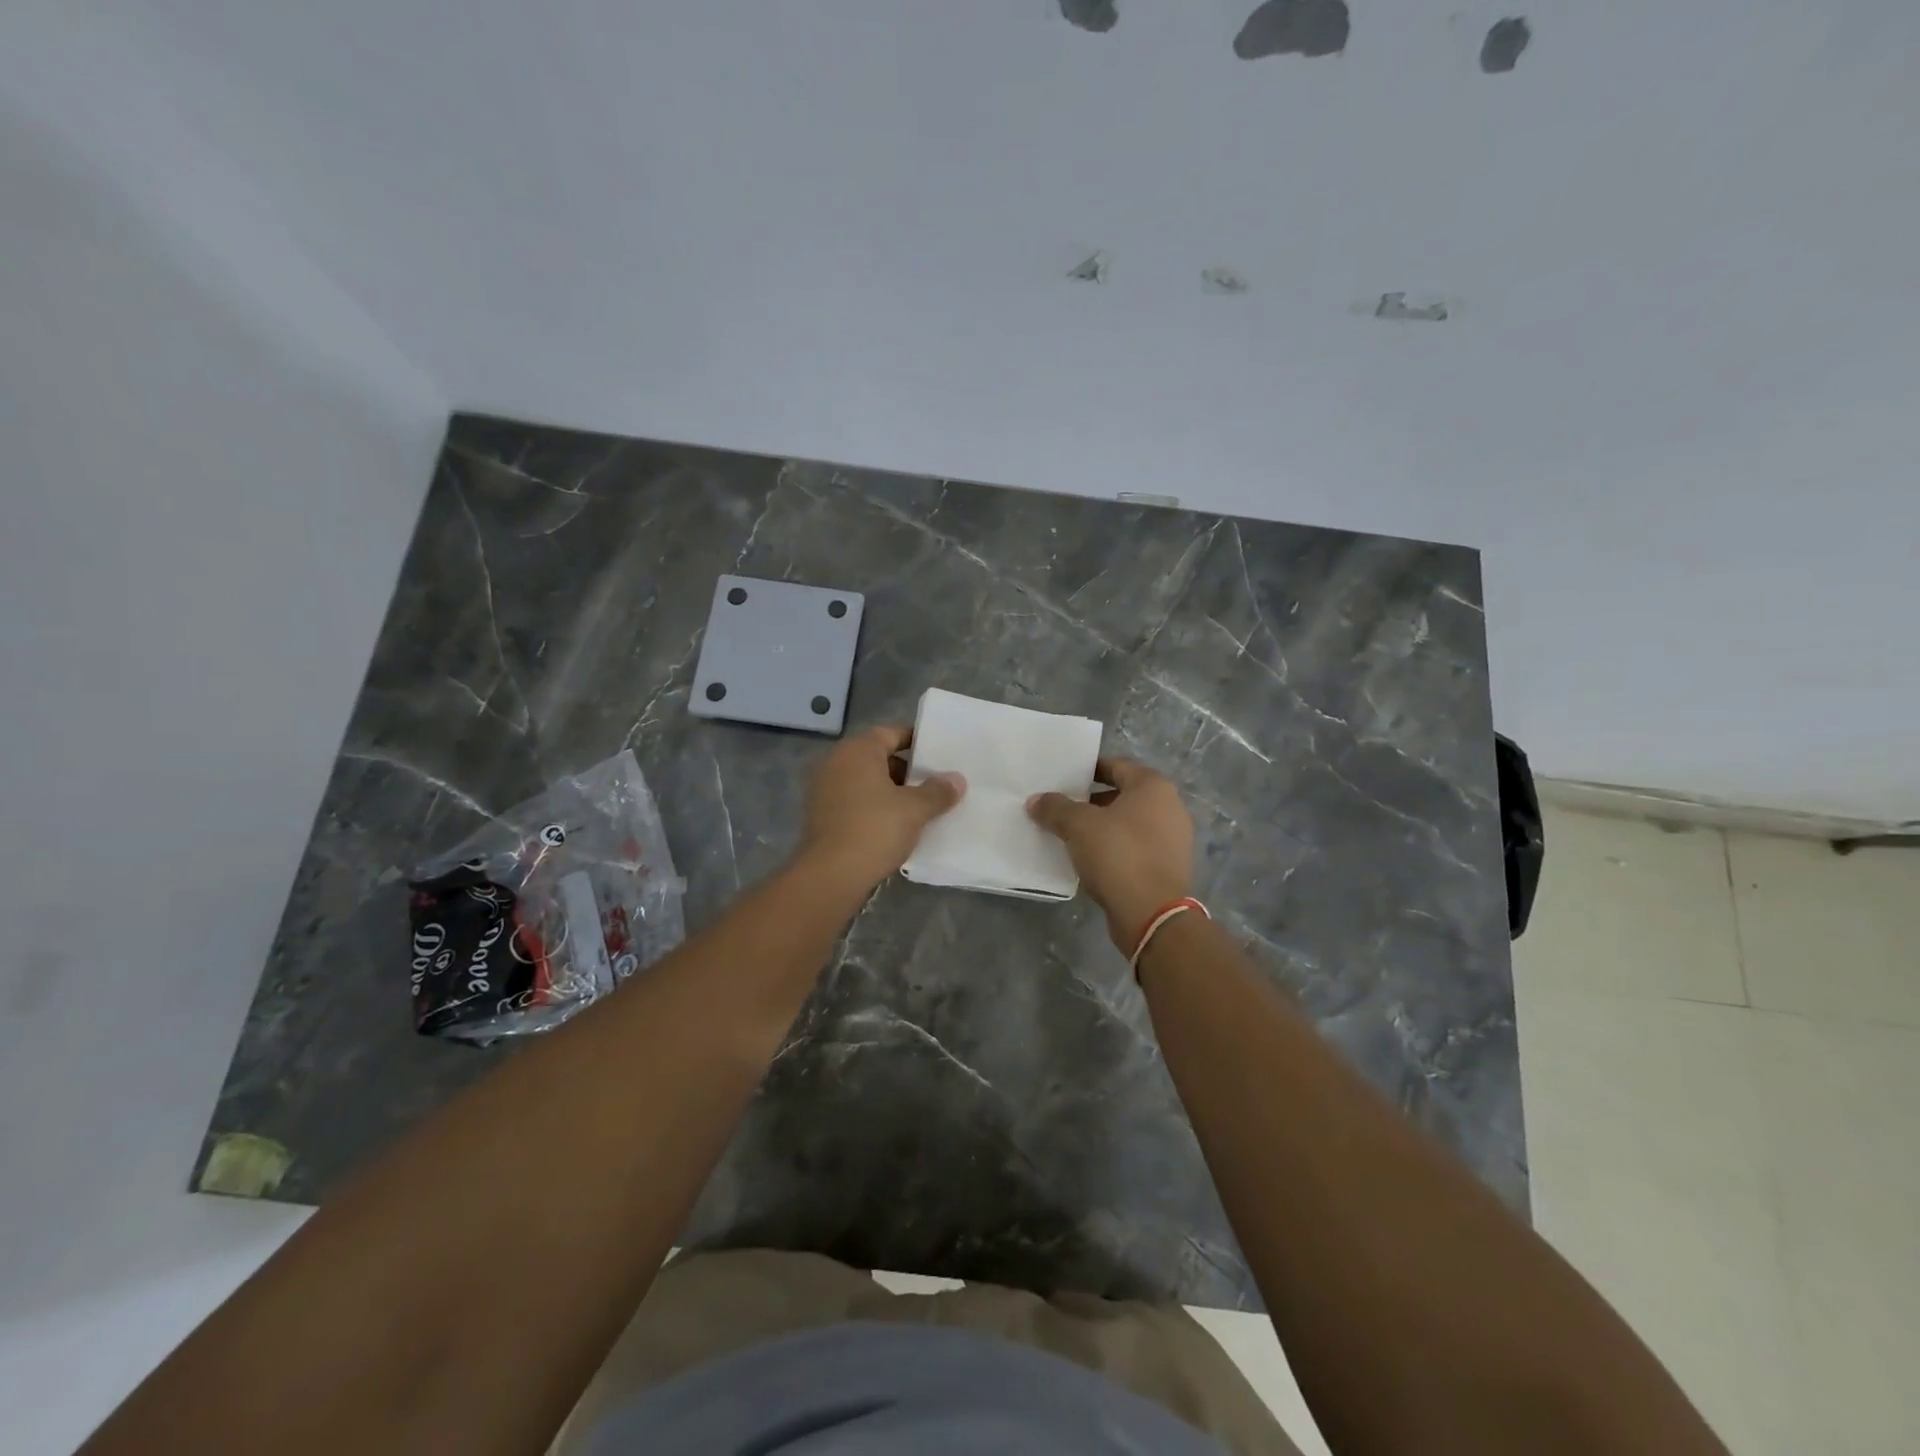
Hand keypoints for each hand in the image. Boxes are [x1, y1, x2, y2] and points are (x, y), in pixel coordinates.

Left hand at [797, 725, 964, 892]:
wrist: (830, 876)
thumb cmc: (874, 830)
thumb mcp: (914, 809)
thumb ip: (938, 791)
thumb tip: (957, 780)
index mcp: (857, 751)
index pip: (891, 733)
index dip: (916, 741)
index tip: (938, 755)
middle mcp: (836, 762)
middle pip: (878, 757)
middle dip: (906, 770)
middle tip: (934, 783)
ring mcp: (824, 789)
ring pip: (865, 781)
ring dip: (890, 791)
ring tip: (919, 807)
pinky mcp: (820, 815)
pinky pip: (854, 801)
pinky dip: (873, 807)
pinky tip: (894, 826)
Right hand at [1029, 758, 1193, 952]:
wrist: (1152, 914)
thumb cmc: (1118, 855)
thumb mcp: (1078, 826)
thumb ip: (1055, 808)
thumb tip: (1036, 800)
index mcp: (1153, 787)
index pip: (1116, 766)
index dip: (1088, 770)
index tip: (1063, 779)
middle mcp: (1170, 807)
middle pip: (1123, 795)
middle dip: (1092, 801)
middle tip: (1062, 808)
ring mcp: (1173, 839)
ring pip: (1129, 824)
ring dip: (1103, 827)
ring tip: (1071, 835)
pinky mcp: (1168, 867)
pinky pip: (1135, 848)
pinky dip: (1115, 849)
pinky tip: (1090, 859)